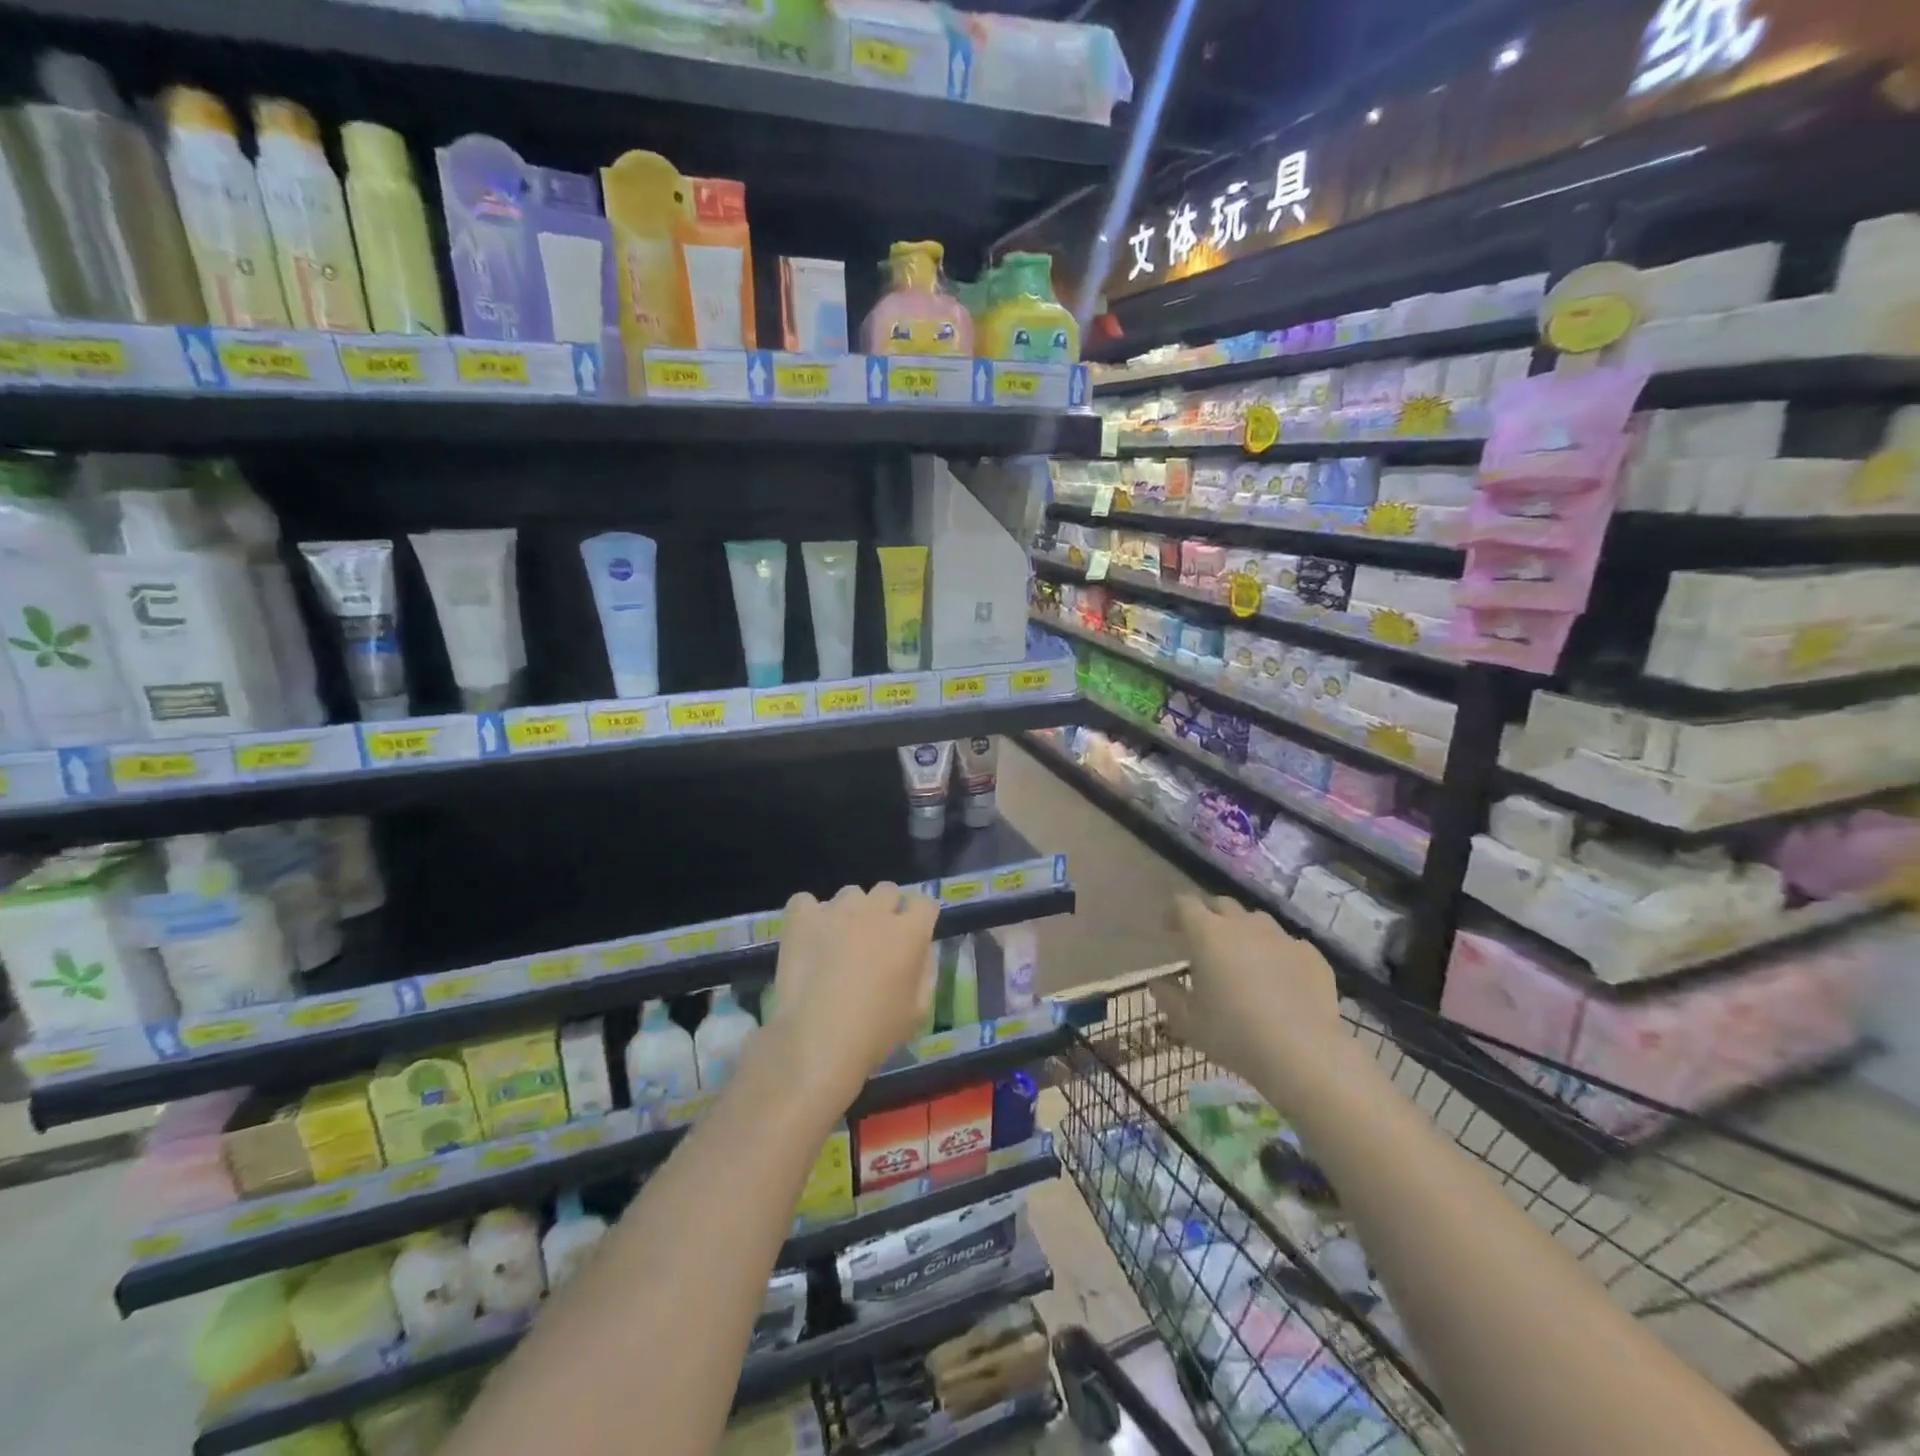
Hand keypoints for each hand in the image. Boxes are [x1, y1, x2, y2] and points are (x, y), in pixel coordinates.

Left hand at [765, 882, 939, 1111]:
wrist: (818, 1038)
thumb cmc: (875, 1032)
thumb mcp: (918, 1011)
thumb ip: (925, 972)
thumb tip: (921, 952)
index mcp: (909, 932)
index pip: (924, 902)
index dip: (918, 917)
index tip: (911, 935)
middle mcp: (876, 911)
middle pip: (887, 890)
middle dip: (885, 909)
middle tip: (874, 939)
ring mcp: (837, 910)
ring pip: (849, 894)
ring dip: (849, 911)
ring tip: (837, 940)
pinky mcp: (802, 918)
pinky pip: (805, 901)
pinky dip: (807, 915)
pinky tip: (807, 937)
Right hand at [1155, 894, 1339, 1087]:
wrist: (1303, 1053)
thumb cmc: (1234, 1034)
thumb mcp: (1188, 1022)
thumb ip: (1167, 996)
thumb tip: (1158, 982)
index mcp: (1207, 934)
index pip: (1185, 904)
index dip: (1174, 912)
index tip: (1170, 930)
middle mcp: (1243, 925)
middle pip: (1221, 904)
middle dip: (1209, 916)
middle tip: (1204, 942)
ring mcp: (1281, 937)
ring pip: (1256, 921)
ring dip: (1244, 932)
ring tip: (1243, 959)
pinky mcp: (1311, 955)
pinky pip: (1288, 944)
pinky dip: (1277, 954)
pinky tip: (1279, 979)